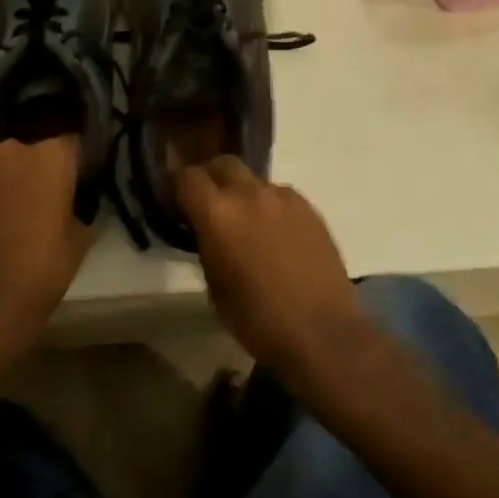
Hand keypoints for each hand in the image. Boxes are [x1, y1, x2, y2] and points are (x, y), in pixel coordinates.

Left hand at [0, 131, 92, 350]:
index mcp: (54, 158)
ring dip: (8, 172)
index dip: (78, 163)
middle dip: (41, 168)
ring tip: (8, 200)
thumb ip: (79, 206)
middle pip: (35, 150)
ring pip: (1, 158)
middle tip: (44, 198)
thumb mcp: (81, 238)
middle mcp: (16, 149)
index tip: (80, 181)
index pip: (74, 145)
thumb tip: (73, 199)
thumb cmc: (42, 270)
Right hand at [175, 156, 365, 373]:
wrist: (322, 333)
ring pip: (255, 181)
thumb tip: (207, 232)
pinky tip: (276, 236)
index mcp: (218, 214)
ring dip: (245, 195)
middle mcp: (250, 194)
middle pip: (224, 164)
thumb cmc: (257, 320)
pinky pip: (281, 197)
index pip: (188, 177)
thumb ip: (207, 246)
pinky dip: (271, 208)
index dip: (178, 185)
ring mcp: (285, 198)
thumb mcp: (215, 287)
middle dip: (212, 177)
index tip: (176, 199)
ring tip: (249, 225)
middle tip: (210, 203)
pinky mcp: (311, 209)